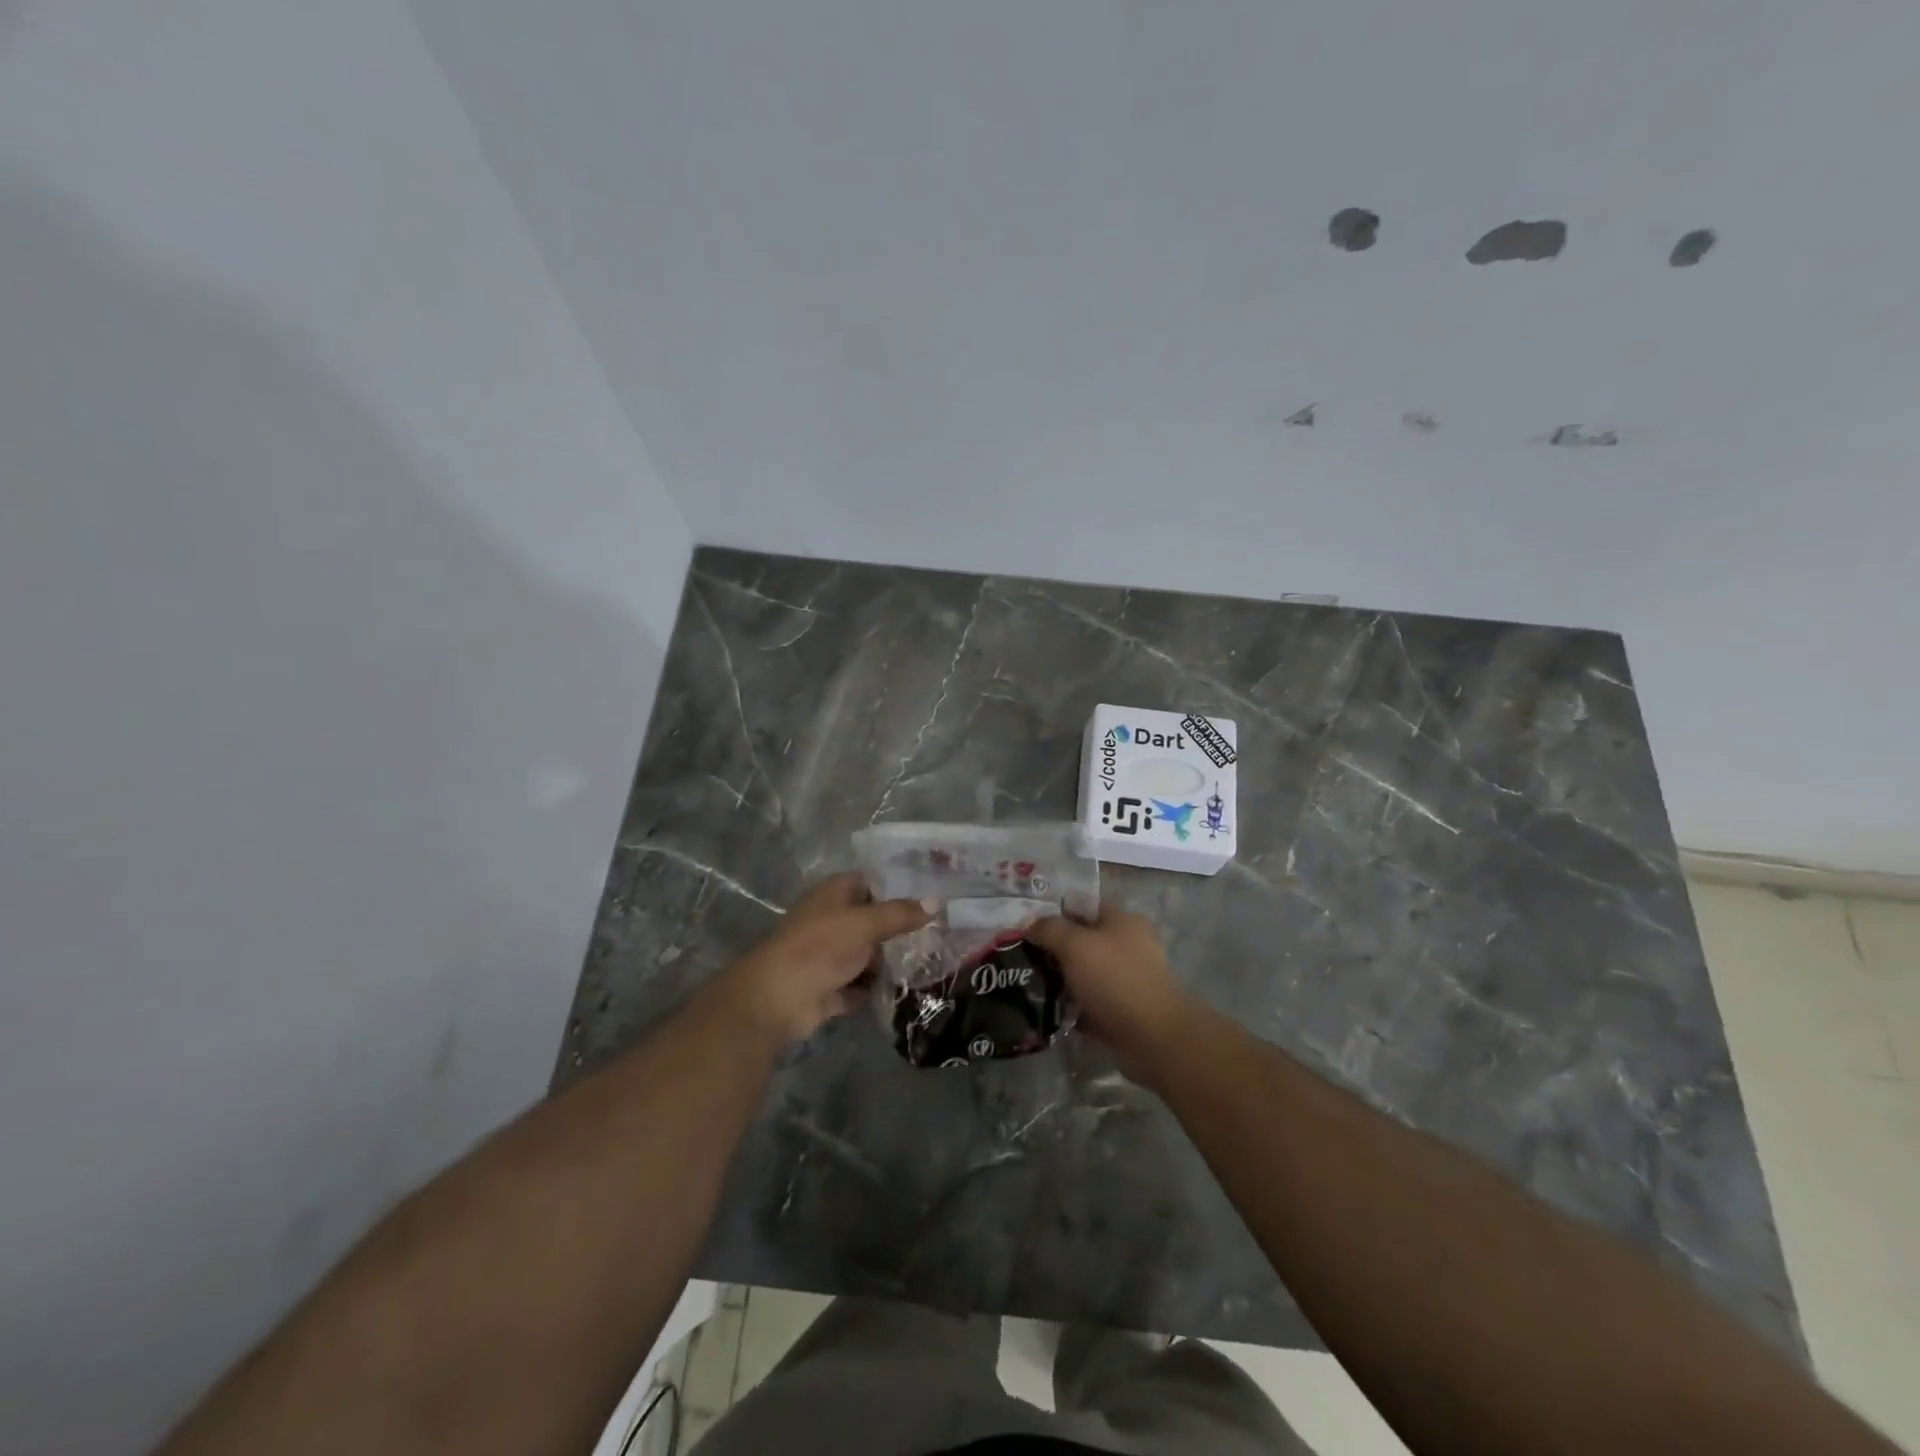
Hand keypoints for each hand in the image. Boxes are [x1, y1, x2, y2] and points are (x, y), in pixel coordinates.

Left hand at [713, 874, 929, 1045]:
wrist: (776, 999)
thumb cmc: (820, 947)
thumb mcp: (865, 924)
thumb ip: (900, 913)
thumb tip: (936, 901)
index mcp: (832, 895)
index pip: (868, 882)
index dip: (896, 887)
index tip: (930, 895)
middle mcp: (829, 921)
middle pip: (869, 921)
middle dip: (897, 929)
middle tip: (937, 933)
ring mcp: (826, 956)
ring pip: (864, 955)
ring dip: (886, 962)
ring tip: (929, 962)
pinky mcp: (826, 988)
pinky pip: (856, 986)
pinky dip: (872, 989)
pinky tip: (904, 991)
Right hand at [1027, 908, 1199, 1081]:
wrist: (1153, 1038)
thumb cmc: (1114, 979)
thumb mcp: (1075, 945)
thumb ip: (1049, 929)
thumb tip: (1030, 924)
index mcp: (1123, 922)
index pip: (1085, 906)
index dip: (1056, 911)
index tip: (1028, 925)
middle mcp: (1129, 947)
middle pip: (1084, 941)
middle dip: (1056, 949)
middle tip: (1025, 957)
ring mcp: (1129, 981)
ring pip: (1087, 974)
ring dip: (1063, 981)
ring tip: (1032, 986)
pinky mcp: (1125, 1011)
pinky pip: (1092, 1004)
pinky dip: (1074, 1008)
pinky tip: (1051, 1012)